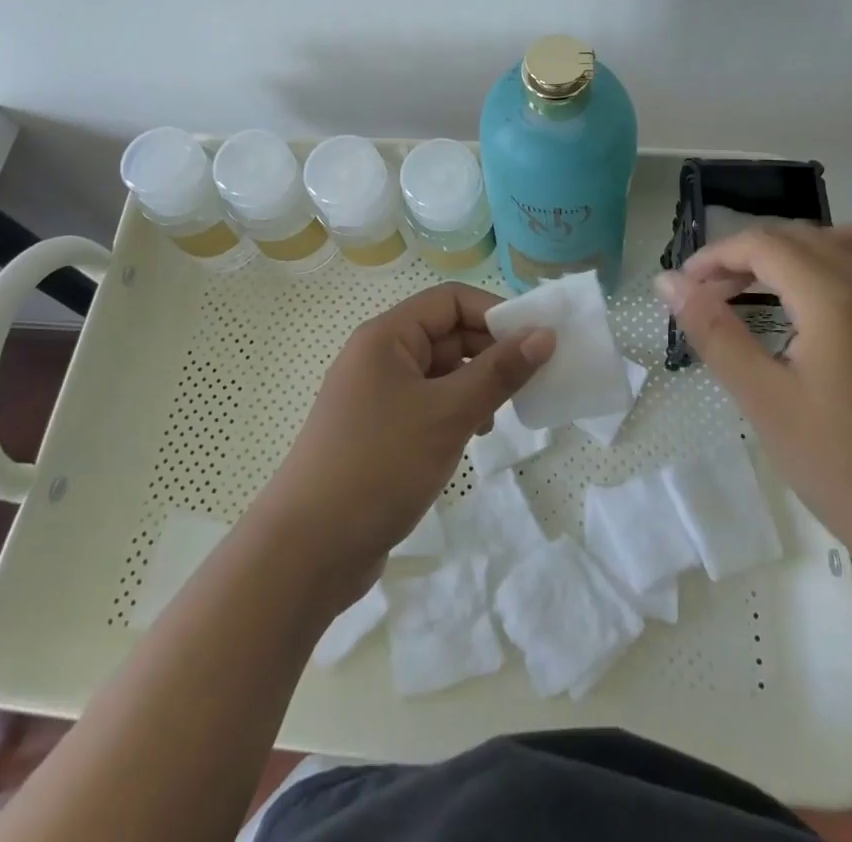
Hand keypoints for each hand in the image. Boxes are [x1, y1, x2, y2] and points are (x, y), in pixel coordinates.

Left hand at [249, 283, 553, 605]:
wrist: (307, 551)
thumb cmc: (380, 465)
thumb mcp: (448, 414)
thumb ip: (499, 372)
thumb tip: (544, 334)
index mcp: (387, 336)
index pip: (450, 301)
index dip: (494, 314)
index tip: (535, 342)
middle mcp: (378, 357)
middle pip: (445, 334)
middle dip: (488, 353)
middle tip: (529, 382)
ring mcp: (376, 396)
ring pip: (439, 372)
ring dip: (474, 386)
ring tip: (499, 416)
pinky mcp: (378, 432)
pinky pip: (427, 404)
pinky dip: (455, 412)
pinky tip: (472, 438)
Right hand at [655, 222, 851, 569]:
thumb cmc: (840, 466)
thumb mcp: (762, 399)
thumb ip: (713, 330)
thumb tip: (668, 282)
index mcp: (833, 296)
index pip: (763, 245)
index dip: (715, 256)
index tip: (684, 286)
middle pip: (802, 237)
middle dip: (749, 255)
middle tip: (712, 294)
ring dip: (808, 247)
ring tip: (777, 282)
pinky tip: (848, 298)